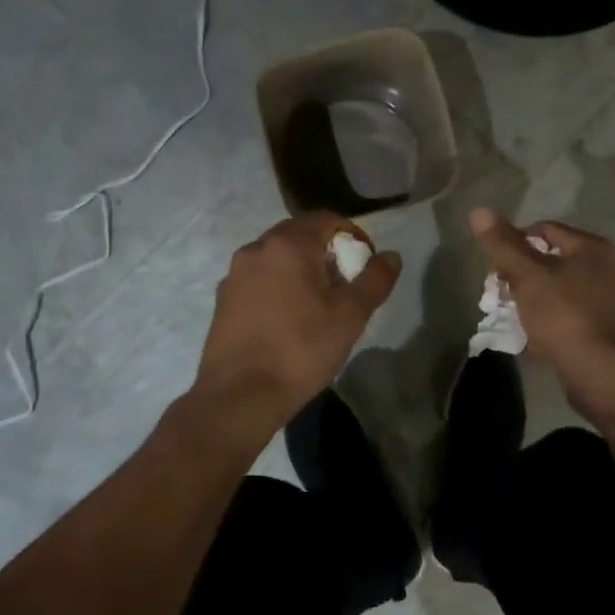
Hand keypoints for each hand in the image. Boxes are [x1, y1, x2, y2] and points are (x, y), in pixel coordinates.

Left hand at [194, 213, 401, 427]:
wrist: (240, 395)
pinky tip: (288, 318)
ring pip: (277, 257)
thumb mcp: (351, 315)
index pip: (326, 219)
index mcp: (288, 244)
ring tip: (318, 303)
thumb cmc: (301, 349)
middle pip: (299, 234)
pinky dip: (279, 285)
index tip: (365, 264)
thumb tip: (391, 256)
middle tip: (345, 283)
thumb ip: (375, 279)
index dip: (352, 235)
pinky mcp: (223, 299)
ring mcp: (235, 273)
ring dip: (301, 268)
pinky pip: (259, 278)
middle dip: (326, 252)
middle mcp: (256, 248)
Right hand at [468, 208, 614, 426]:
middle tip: (500, 296)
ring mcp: (607, 299)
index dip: (513, 244)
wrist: (602, 374)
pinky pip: (567, 314)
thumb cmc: (563, 316)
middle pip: (549, 259)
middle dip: (520, 276)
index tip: (495, 270)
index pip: (542, 229)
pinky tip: (533, 338)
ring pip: (556, 289)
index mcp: (590, 247)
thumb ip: (502, 245)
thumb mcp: (527, 276)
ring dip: (531, 300)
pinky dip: (548, 321)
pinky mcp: (603, 328)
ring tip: (513, 318)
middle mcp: (604, 267)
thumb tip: (478, 210)